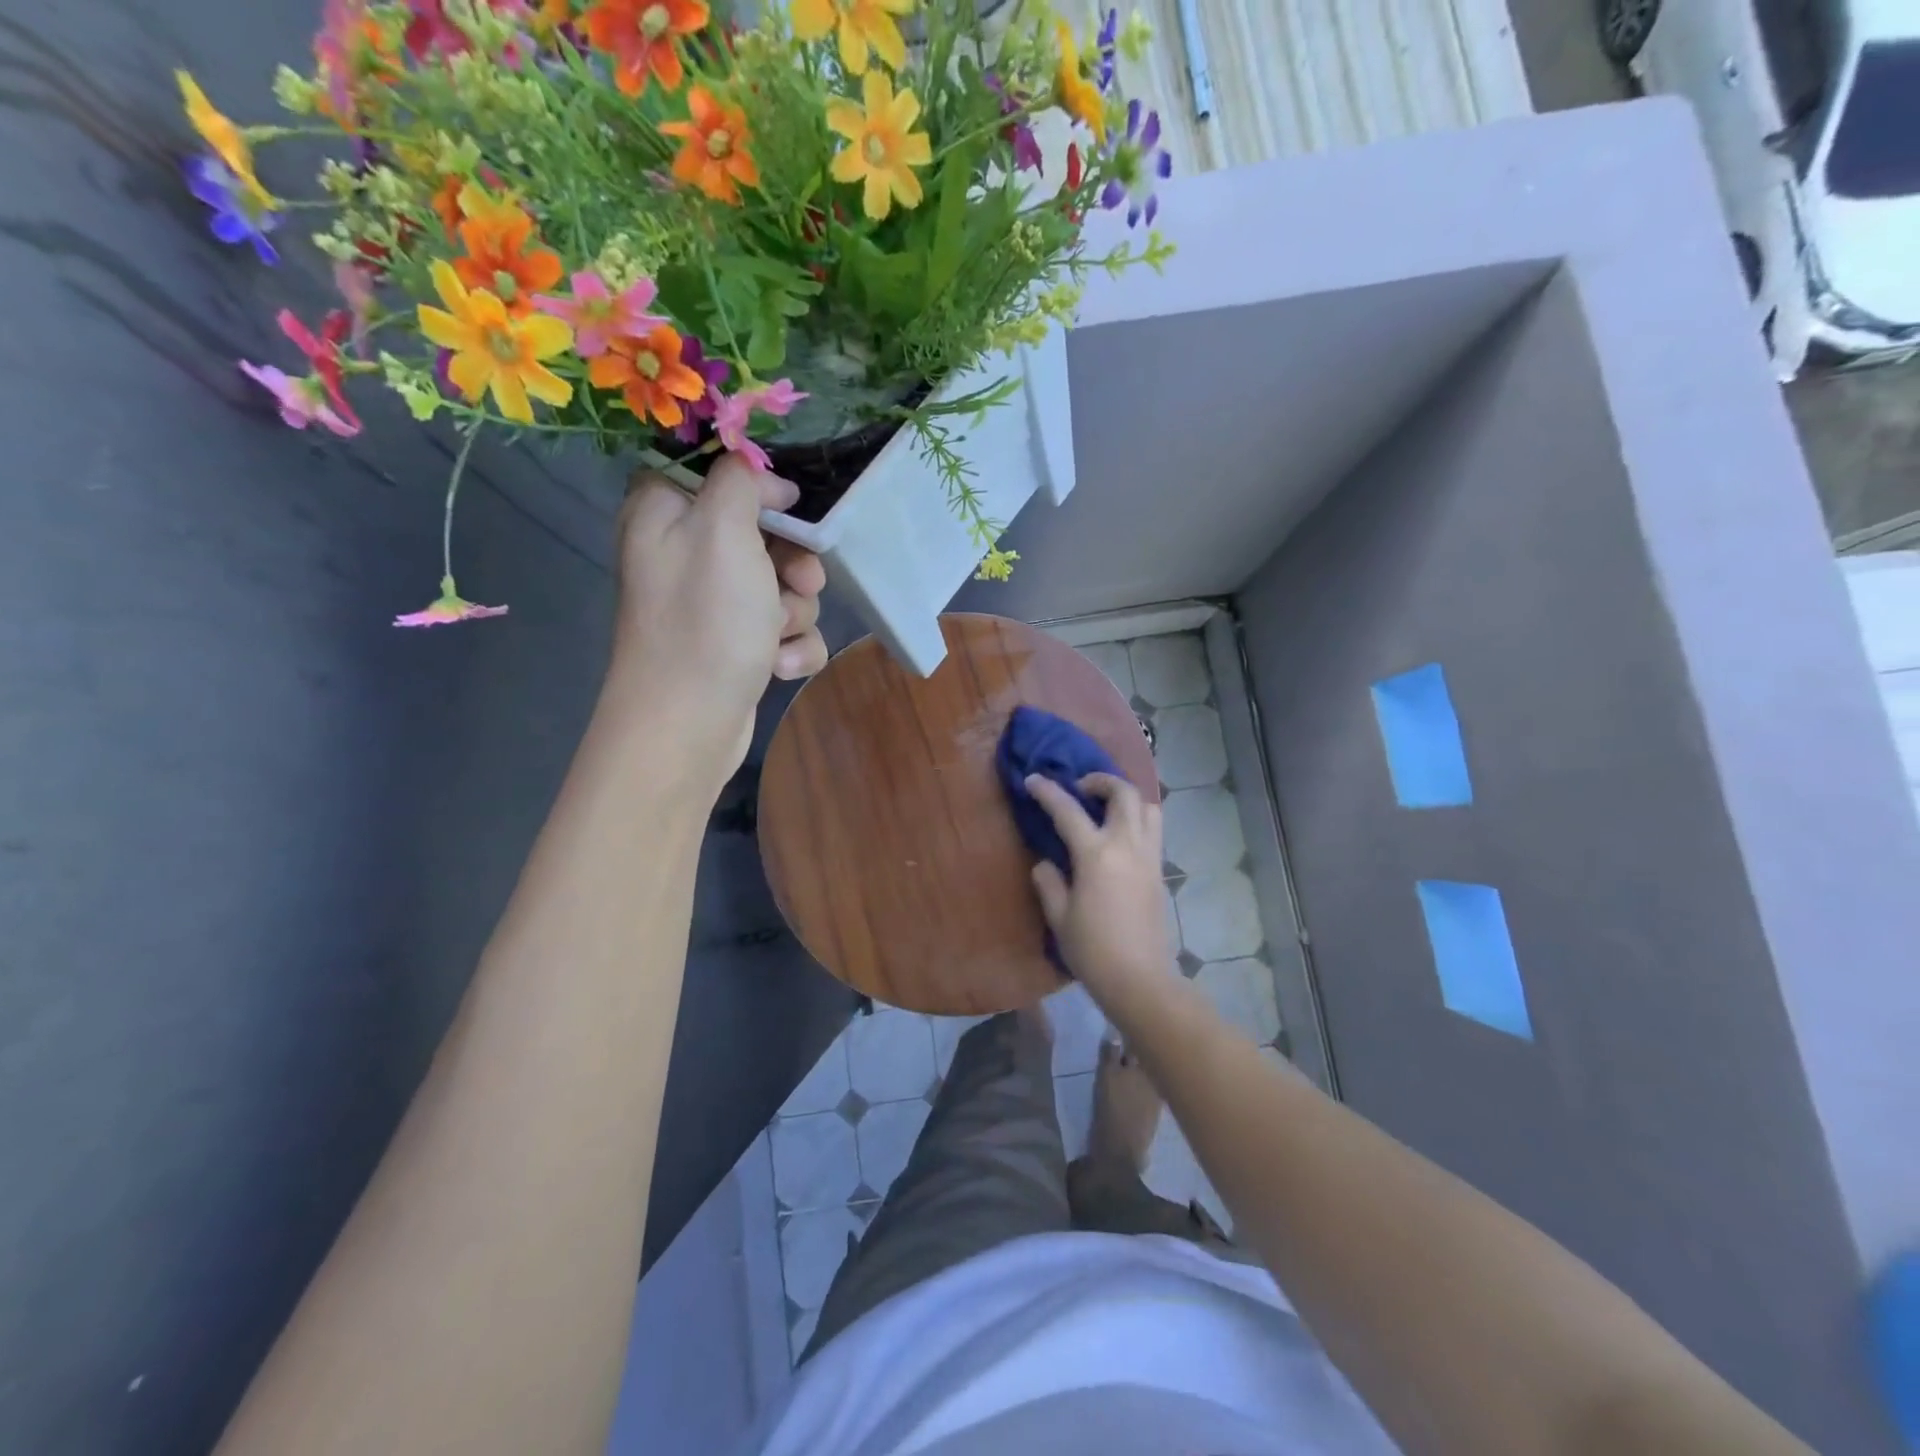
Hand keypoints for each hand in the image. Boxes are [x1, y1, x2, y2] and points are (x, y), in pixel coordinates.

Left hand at [605, 454, 828, 788]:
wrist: (688, 726)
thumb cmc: (704, 622)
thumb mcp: (722, 530)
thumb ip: (741, 481)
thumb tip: (765, 481)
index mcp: (666, 512)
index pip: (716, 471)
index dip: (759, 486)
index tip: (785, 506)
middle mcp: (686, 553)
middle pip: (764, 532)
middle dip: (793, 563)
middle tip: (797, 581)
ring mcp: (713, 604)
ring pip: (783, 585)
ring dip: (795, 611)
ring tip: (776, 636)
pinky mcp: (737, 644)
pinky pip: (784, 629)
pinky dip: (791, 647)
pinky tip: (778, 666)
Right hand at [1026, 773, 1171, 1001]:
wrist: (1140, 980)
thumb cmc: (1093, 950)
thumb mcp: (1059, 917)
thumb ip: (1049, 883)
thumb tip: (1046, 863)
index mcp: (1096, 855)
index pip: (1068, 810)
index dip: (1048, 792)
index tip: (1033, 780)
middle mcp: (1127, 846)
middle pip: (1123, 793)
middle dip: (1100, 781)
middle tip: (1080, 788)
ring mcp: (1149, 857)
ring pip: (1148, 807)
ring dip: (1126, 798)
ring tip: (1106, 808)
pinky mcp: (1160, 872)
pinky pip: (1154, 830)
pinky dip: (1138, 819)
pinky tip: (1119, 837)